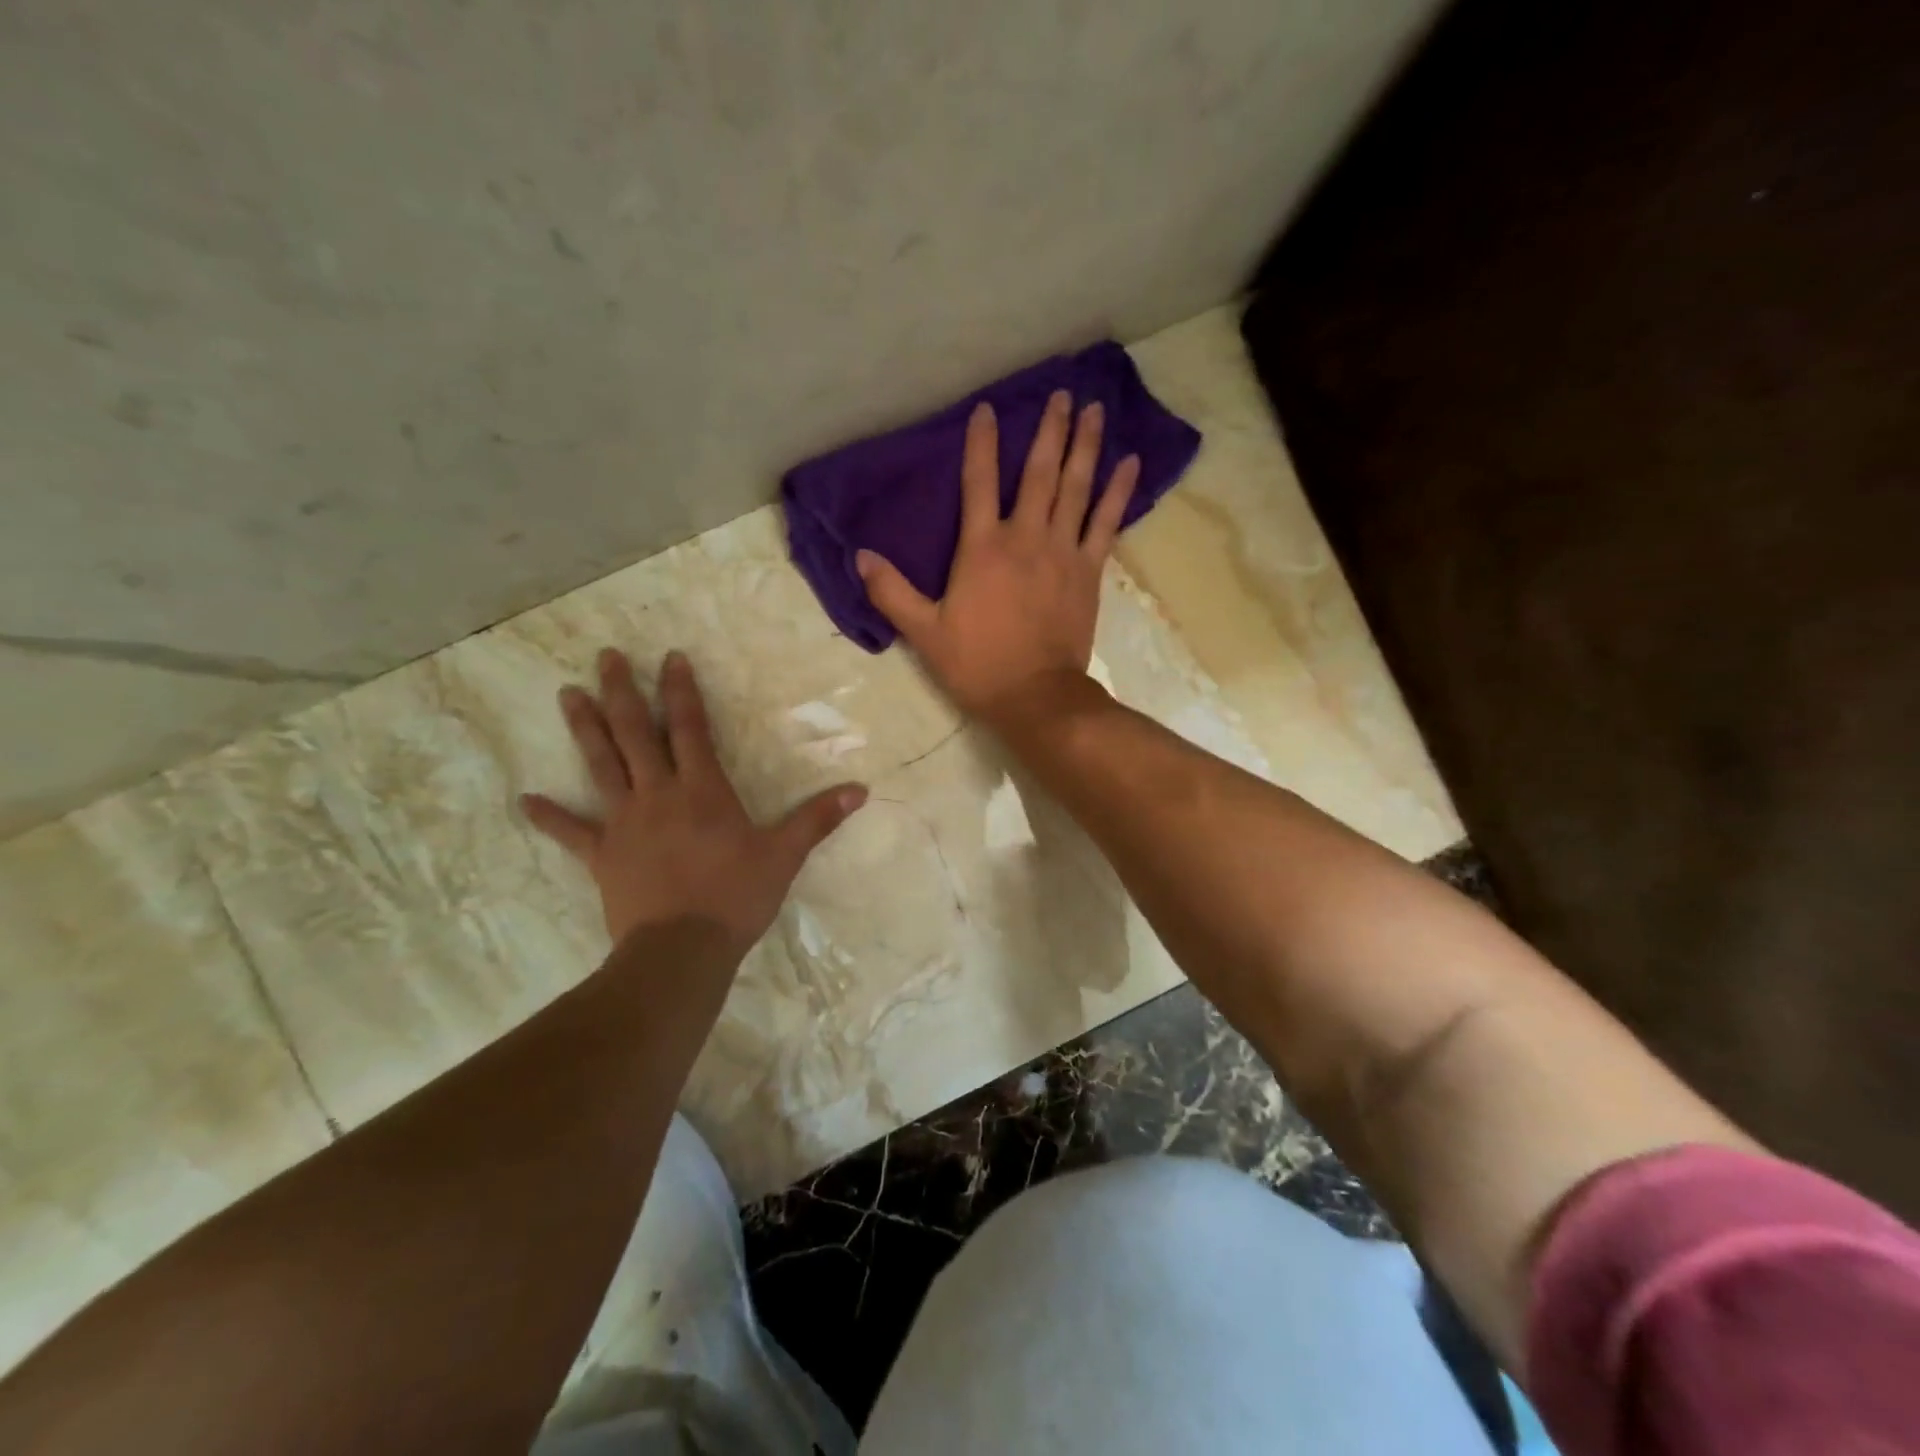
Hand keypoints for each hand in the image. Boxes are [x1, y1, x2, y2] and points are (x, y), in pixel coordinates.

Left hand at [521, 648, 865, 953]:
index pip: (690, 727)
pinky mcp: (602, 855)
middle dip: (622, 692)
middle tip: (605, 657)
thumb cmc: (735, 897)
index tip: (670, 657)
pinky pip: (572, 832)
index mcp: (702, 790)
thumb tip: (860, 790)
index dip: (681, 691)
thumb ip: (818, 819)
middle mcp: (658, 794)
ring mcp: (624, 823)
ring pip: (601, 765)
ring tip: (567, 695)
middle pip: (635, 733)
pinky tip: (525, 801)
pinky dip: (550, 817)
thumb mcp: (784, 855)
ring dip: (585, 728)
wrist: (682, 950)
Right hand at [855, 391, 1138, 725]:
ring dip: (1086, 446)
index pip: (978, 482)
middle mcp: (1025, 538)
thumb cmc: (978, 665)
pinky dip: (1119, 492)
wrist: (1036, 696)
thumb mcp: (925, 633)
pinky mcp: (1089, 571)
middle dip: (1049, 430)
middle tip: (1064, 393)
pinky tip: (1131, 463)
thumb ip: (892, 592)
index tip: (989, 409)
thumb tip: (861, 556)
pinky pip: (1107, 523)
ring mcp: (1063, 552)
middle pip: (1039, 473)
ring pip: (1076, 488)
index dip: (982, 443)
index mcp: (982, 548)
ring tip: (1096, 410)